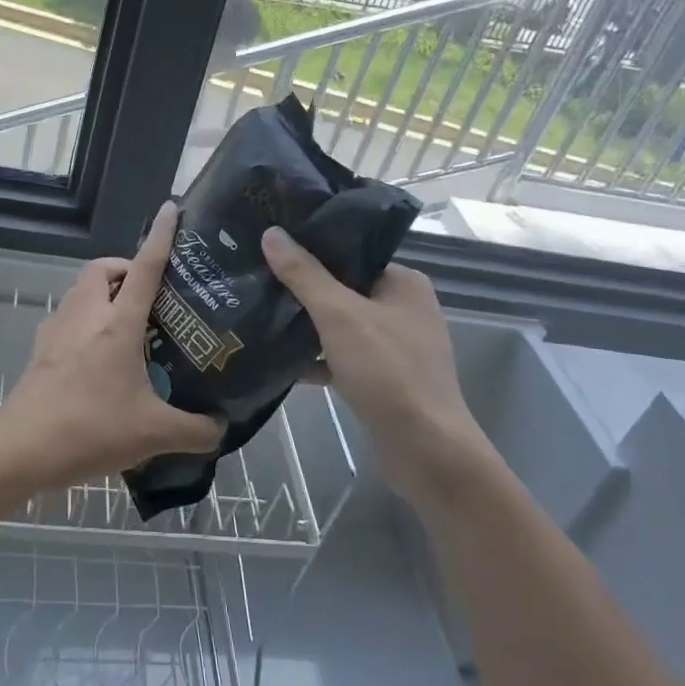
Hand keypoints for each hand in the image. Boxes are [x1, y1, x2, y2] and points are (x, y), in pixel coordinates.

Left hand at [0, 202, 225, 491]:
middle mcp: (86, 315)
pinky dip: (86, 320)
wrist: (23, 447)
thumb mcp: (153, 434)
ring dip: (104, 293)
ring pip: (81, 290)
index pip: (145, 267)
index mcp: (117, 324)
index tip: (172, 208)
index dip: (161, 236)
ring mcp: (58, 329)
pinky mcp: (42, 348)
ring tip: (128, 325)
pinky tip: (98, 356)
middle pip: (102, 268)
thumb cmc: (91, 429)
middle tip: (148, 295)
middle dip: (125, 268)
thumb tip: (221, 427)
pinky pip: (68, 317)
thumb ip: (194, 430)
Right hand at [261, 228, 494, 500]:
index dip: (311, 249)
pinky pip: (343, 356)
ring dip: (306, 325)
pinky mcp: (384, 379)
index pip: (350, 253)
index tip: (270, 246)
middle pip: (342, 288)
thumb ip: (303, 274)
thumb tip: (271, 232)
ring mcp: (395, 346)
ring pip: (340, 324)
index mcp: (403, 282)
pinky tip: (282, 361)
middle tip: (258, 279)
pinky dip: (317, 358)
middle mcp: (403, 308)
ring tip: (261, 315)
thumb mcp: (339, 315)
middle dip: (302, 289)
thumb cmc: (388, 372)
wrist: (426, 453)